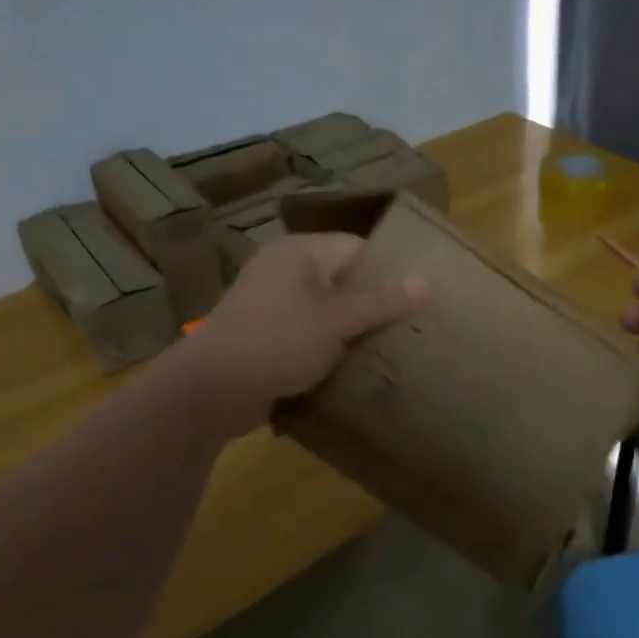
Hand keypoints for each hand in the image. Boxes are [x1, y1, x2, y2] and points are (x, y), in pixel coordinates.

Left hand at [178, 233, 427, 433]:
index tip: (420, 297)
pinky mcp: (266, 335)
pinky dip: (329, 346)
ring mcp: (272, 304)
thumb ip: (382, 301)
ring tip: (389, 349)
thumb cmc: (278, 342)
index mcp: (300, 252)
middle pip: (344, 279)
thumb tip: (426, 280)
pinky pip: (309, 333)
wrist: (212, 390)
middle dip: (374, 303)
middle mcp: (285, 270)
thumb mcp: (337, 321)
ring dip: (352, 329)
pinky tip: (353, 366)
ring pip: (327, 310)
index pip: (358, 248)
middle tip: (411, 327)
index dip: (389, 270)